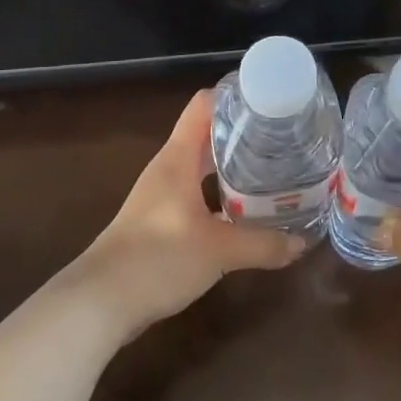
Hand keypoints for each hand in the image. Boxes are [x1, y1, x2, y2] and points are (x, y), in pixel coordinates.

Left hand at [72, 91, 303, 340]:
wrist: (98, 305)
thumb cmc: (156, 260)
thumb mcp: (218, 251)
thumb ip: (263, 244)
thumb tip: (302, 244)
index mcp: (179, 158)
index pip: (205, 105)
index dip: (236, 95)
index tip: (271, 98)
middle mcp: (170, 168)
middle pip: (209, 133)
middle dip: (246, 132)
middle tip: (285, 136)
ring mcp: (164, 194)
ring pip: (205, 165)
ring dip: (236, 164)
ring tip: (275, 167)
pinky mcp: (163, 220)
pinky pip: (200, 192)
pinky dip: (223, 193)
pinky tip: (247, 209)